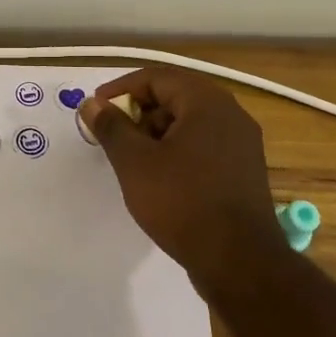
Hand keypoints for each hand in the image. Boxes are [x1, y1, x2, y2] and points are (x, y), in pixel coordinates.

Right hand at [80, 68, 292, 293]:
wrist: (238, 259)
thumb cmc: (182, 202)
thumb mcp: (135, 163)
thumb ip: (111, 127)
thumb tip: (91, 104)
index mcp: (207, 102)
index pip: (158, 77)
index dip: (122, 89)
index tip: (96, 110)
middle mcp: (231, 114)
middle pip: (177, 96)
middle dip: (140, 112)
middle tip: (113, 136)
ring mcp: (242, 144)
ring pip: (191, 123)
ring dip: (158, 133)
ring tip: (133, 160)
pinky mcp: (244, 170)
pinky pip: (205, 146)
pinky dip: (178, 151)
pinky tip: (161, 178)